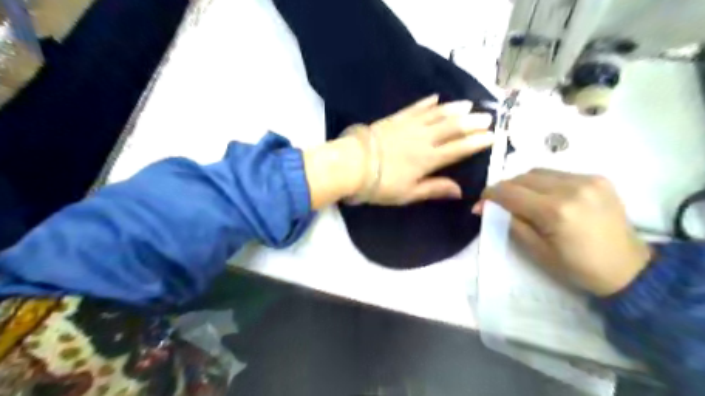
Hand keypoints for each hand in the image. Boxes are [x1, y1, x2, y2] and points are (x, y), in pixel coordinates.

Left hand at [304, 94, 493, 207]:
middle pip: (452, 128)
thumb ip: (434, 189)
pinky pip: (415, 107)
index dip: (477, 142)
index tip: (492, 136)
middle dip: (472, 122)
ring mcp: (409, 126)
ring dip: (454, 109)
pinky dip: (427, 102)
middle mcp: (423, 139)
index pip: (458, 148)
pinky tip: (436, 97)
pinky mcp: (395, 119)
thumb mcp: (409, 194)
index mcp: (428, 159)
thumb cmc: (380, 184)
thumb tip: (460, 191)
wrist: (352, 165)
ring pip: (437, 114)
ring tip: (469, 104)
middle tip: (487, 117)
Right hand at [476, 169, 651, 295]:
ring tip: (522, 199)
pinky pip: (557, 173)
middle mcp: (571, 188)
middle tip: (499, 203)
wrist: (629, 268)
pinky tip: (545, 196)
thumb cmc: (577, 267)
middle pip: (522, 177)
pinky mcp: (598, 178)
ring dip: (523, 184)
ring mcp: (588, 180)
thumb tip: (484, 207)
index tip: (481, 203)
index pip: (510, 192)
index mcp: (555, 211)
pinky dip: (543, 182)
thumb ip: (510, 223)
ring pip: (538, 171)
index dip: (490, 195)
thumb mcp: (536, 251)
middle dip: (505, 189)